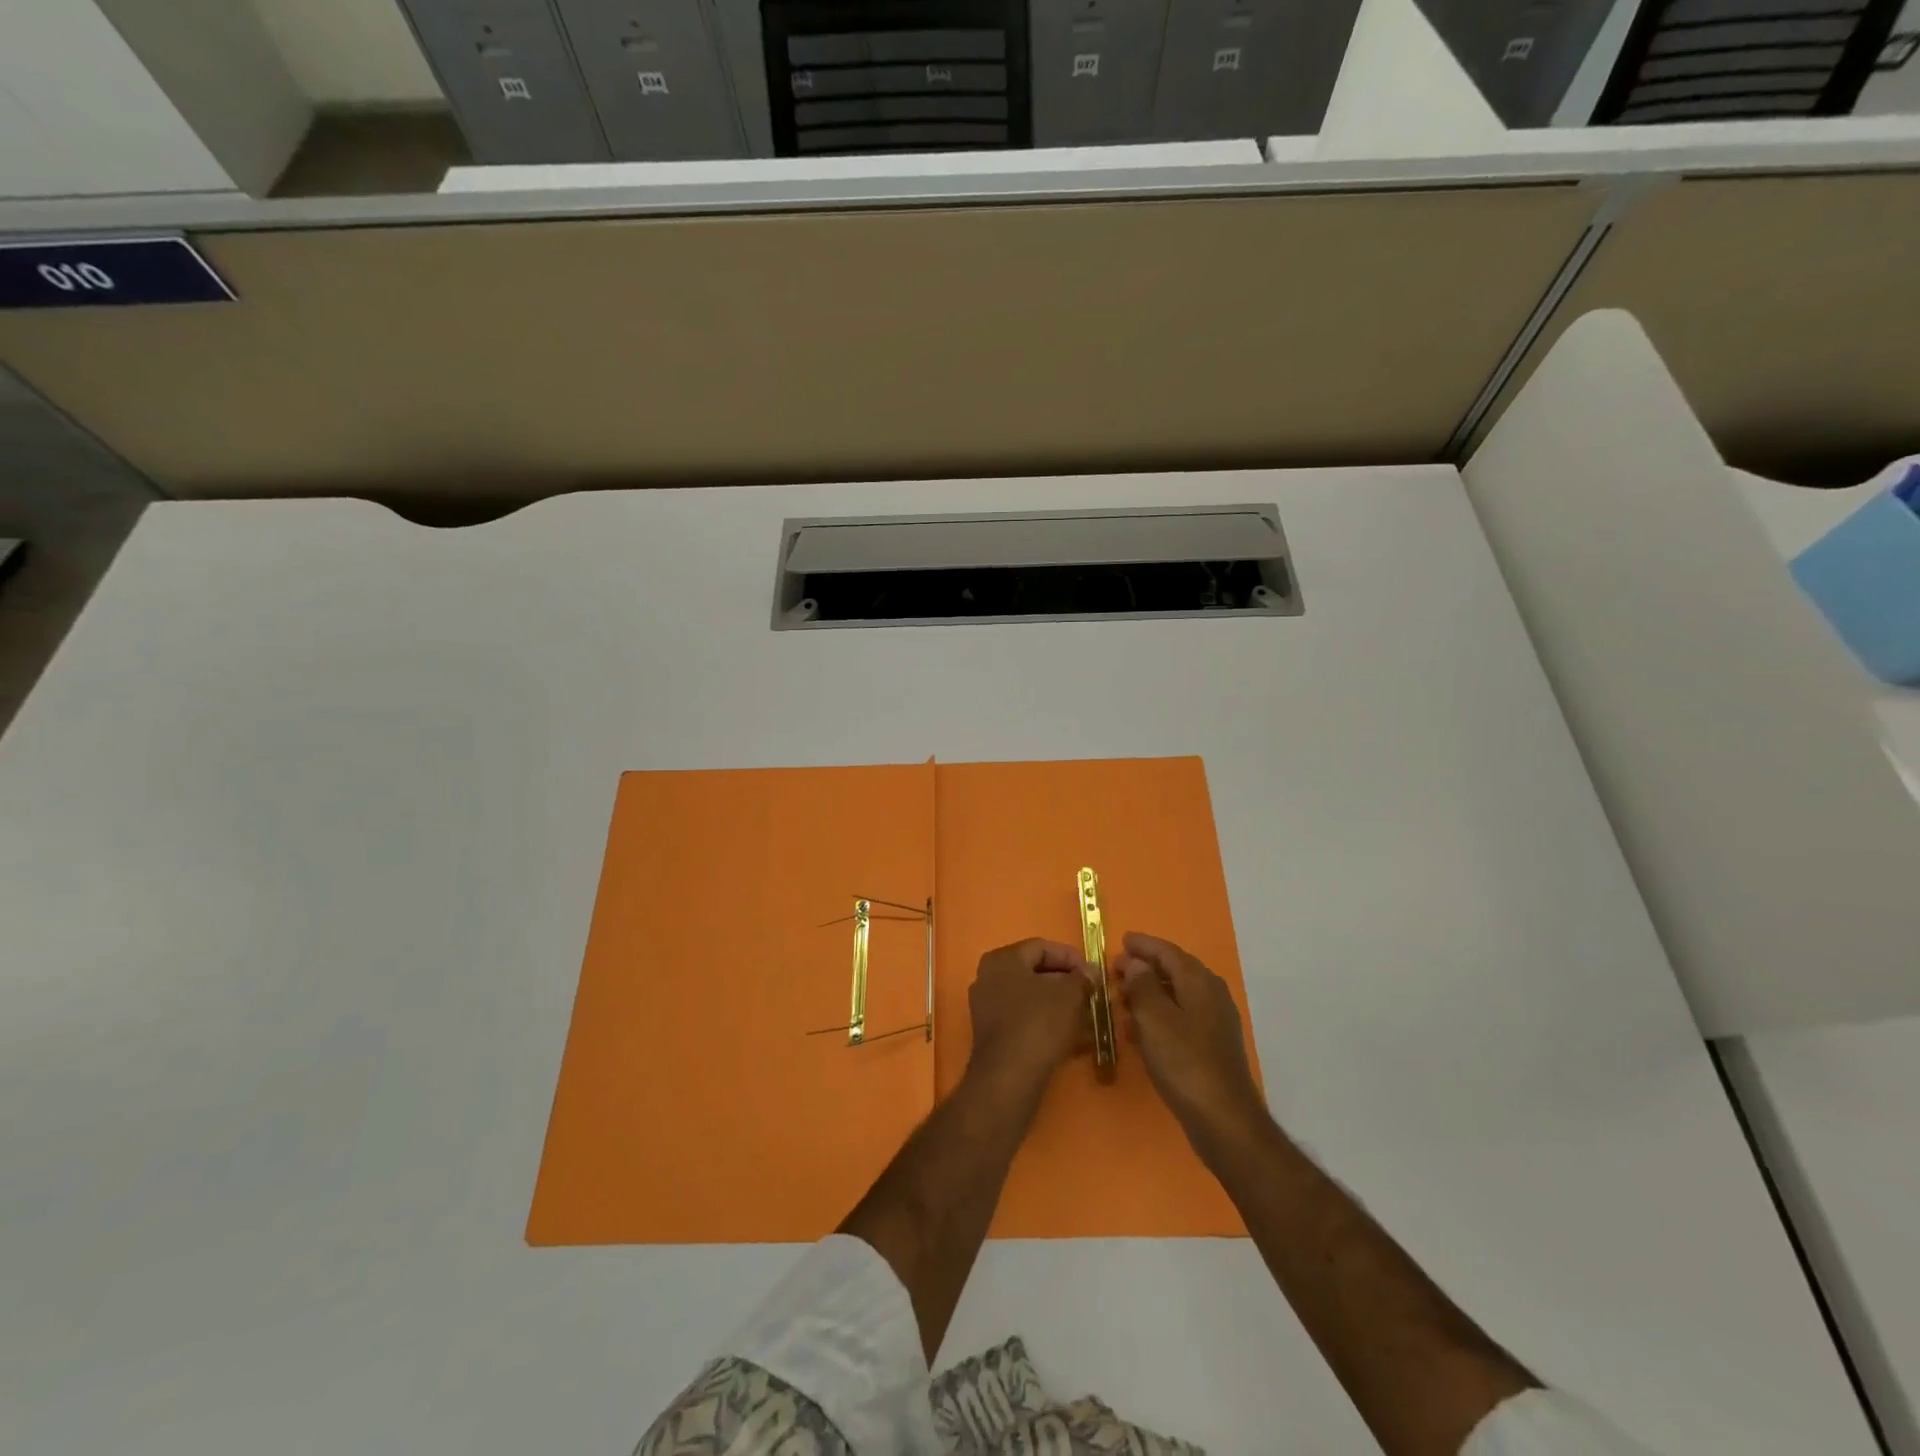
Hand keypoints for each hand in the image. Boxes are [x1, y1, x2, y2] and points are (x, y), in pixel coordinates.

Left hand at [967, 939, 1093, 1097]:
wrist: (1009, 1077)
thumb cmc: (1039, 1024)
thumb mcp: (1070, 995)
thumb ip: (1082, 978)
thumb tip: (1090, 972)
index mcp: (1003, 959)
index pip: (1041, 947)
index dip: (1070, 957)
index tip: (1092, 972)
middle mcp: (989, 977)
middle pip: (1034, 972)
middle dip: (1065, 982)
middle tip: (1090, 993)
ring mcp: (987, 1007)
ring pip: (1031, 998)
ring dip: (1059, 1004)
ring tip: (1086, 1016)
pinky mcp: (992, 1034)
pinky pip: (1024, 1019)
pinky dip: (1047, 1023)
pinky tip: (1071, 1037)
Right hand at [1116, 932, 1269, 1156]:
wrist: (1223, 1119)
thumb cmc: (1184, 1063)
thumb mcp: (1154, 1019)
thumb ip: (1142, 985)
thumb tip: (1136, 962)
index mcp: (1199, 982)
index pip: (1168, 952)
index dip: (1143, 945)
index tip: (1122, 940)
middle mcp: (1211, 995)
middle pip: (1176, 970)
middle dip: (1146, 967)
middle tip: (1117, 968)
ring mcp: (1215, 1021)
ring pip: (1178, 994)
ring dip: (1151, 991)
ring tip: (1124, 995)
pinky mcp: (1212, 1045)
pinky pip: (1182, 1016)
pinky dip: (1160, 1013)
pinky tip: (1142, 1027)